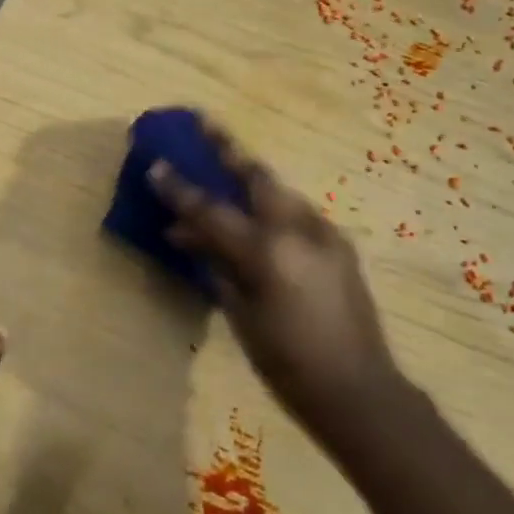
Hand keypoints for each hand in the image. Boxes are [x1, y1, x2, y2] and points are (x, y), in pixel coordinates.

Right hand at [150, 123, 397, 435]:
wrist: (359, 390)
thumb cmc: (287, 363)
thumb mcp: (241, 315)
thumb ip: (216, 266)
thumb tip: (188, 235)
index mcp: (266, 253)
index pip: (210, 212)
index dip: (179, 188)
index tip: (155, 162)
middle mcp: (297, 231)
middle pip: (256, 176)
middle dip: (227, 148)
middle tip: (204, 122)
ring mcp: (323, 234)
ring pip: (279, 191)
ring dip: (250, 178)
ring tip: (227, 168)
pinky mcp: (339, 244)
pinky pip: (297, 213)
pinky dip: (272, 207)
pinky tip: (261, 219)